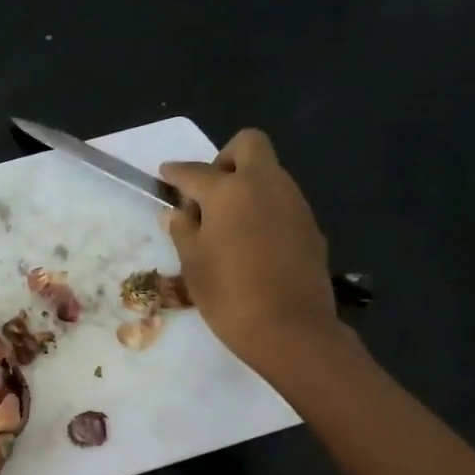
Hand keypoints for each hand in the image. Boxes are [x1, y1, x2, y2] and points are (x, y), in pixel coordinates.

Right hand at [160, 128, 348, 378]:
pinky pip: (281, 201)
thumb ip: (183, 230)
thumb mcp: (193, 265)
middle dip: (224, 159)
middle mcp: (266, 184)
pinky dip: (263, 209)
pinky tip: (252, 244)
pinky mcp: (310, 225)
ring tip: (227, 225)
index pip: (195, 172)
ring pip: (268, 173)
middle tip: (208, 194)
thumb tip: (177, 212)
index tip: (165, 175)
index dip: (176, 173)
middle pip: (248, 145)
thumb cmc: (230, 296)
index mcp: (230, 191)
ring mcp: (293, 202)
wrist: (291, 329)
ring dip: (245, 186)